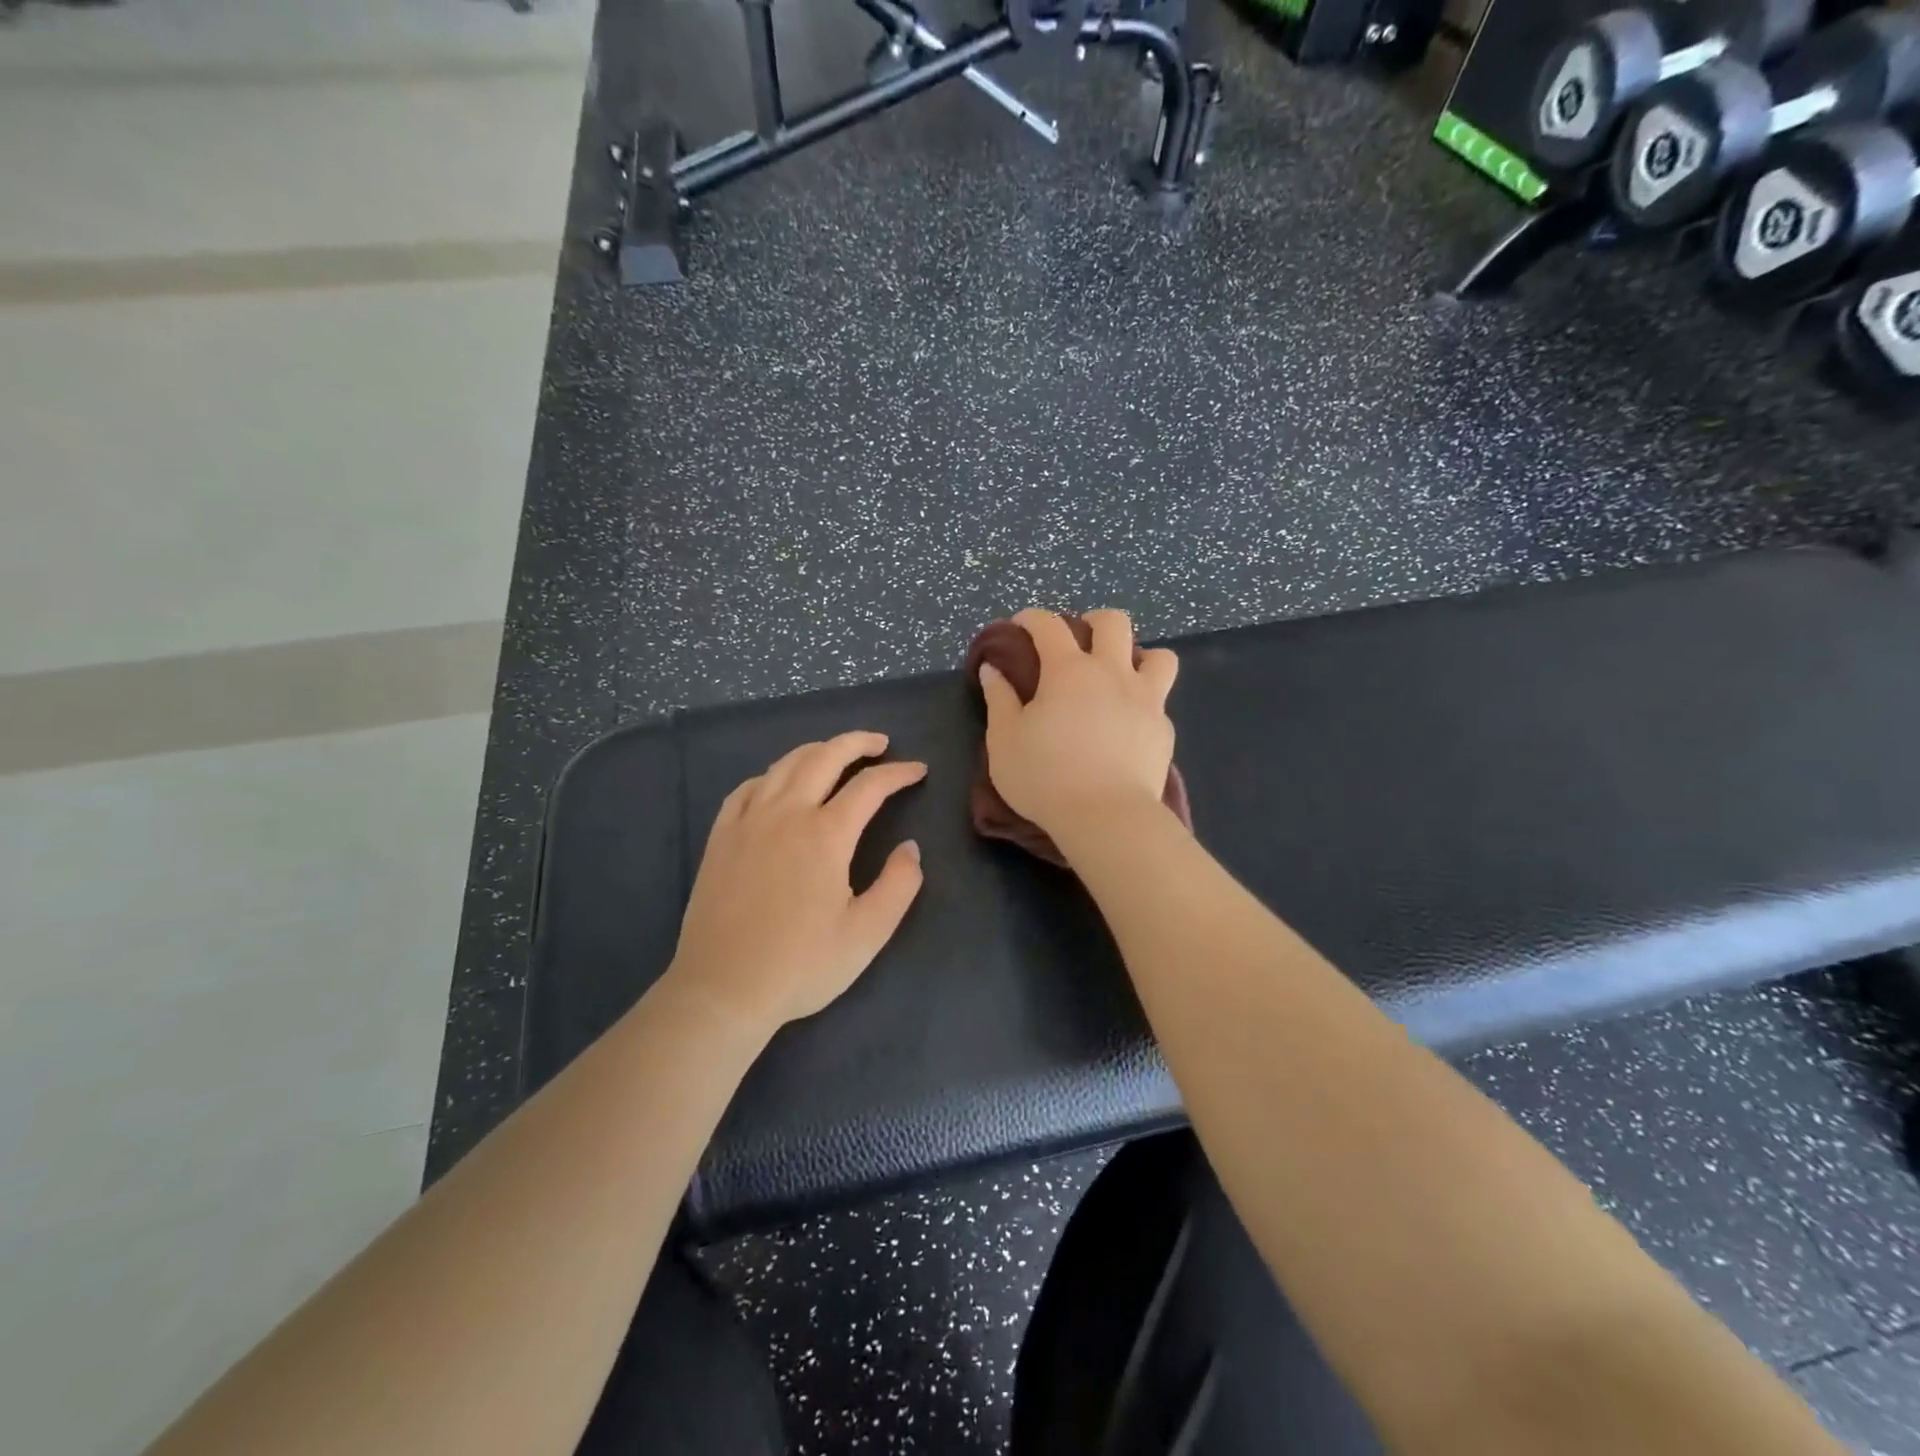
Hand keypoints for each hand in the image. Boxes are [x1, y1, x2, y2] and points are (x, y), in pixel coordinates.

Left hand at [667, 731, 926, 1034]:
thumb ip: (898, 885)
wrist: (723, 990)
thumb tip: (910, 848)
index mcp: (825, 835)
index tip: (917, 770)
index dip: (898, 773)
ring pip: (785, 765)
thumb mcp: (867, 934)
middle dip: (857, 743)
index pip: (869, 786)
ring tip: (836, 754)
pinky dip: (773, 774)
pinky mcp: (721, 837)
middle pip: (824, 757)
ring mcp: (748, 821)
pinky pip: (748, 787)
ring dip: (816, 751)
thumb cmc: (801, 965)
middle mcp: (786, 814)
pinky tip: (779, 783)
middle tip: (880, 744)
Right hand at [979, 608, 1178, 838]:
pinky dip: (1144, 700)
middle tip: (1077, 642)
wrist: (1107, 817)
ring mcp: (1146, 699)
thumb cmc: (1045, 777)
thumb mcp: (1004, 741)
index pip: (1049, 626)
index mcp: (1068, 671)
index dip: (1032, 618)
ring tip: (1119, 675)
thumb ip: (999, 700)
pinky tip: (1128, 722)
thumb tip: (993, 670)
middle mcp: (1112, 673)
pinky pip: (1160, 699)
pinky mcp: (1164, 729)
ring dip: (1137, 655)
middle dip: (1092, 622)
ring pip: (1158, 655)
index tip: (1020, 625)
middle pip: (1113, 623)